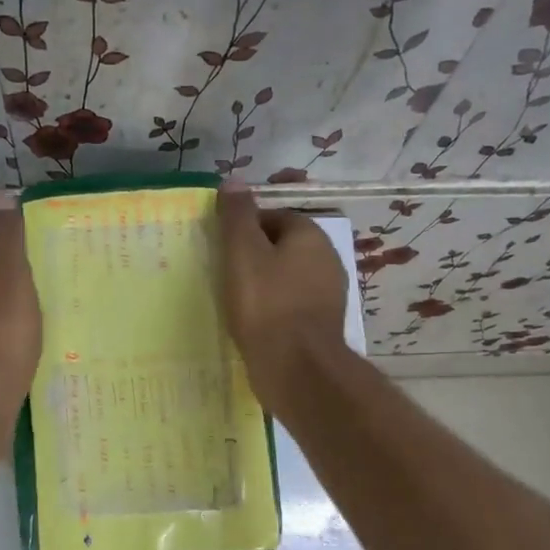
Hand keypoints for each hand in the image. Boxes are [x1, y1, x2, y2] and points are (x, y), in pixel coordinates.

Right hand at [215, 182, 348, 412]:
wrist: (297, 368)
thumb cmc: (266, 305)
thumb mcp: (243, 253)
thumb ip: (237, 216)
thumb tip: (233, 181)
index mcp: (310, 235)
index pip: (272, 217)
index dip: (243, 229)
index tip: (221, 249)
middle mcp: (327, 259)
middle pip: (280, 247)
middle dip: (254, 258)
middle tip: (223, 274)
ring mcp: (328, 294)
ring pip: (286, 279)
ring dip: (262, 286)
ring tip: (234, 301)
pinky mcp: (321, 325)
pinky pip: (290, 306)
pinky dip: (272, 310)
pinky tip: (252, 324)